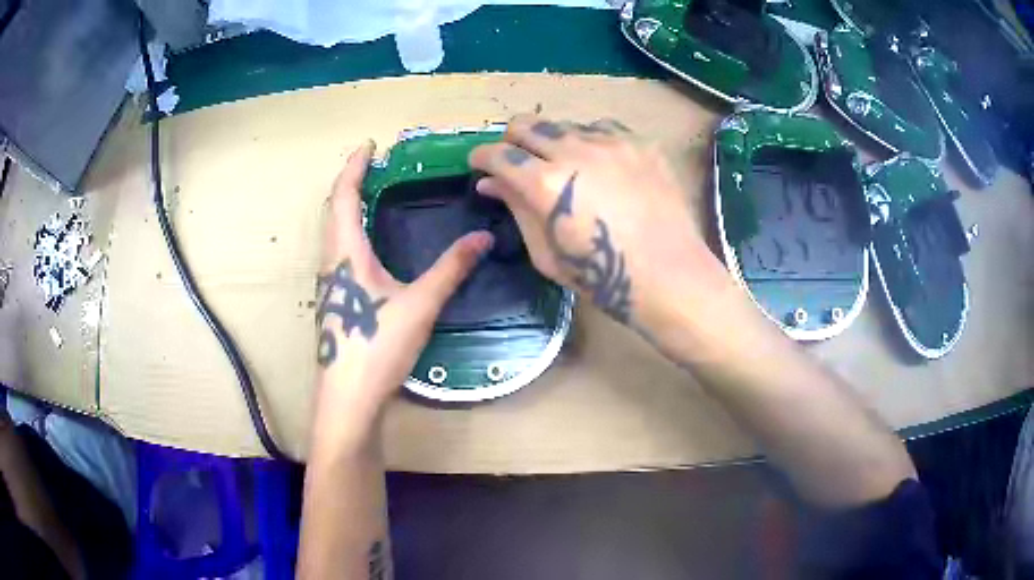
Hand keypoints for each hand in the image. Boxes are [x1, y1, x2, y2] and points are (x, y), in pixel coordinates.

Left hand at [313, 141, 493, 447]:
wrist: (348, 397)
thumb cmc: (378, 346)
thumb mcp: (420, 304)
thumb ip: (451, 269)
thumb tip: (484, 238)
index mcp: (346, 252)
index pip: (344, 195)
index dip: (354, 166)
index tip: (370, 145)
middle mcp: (332, 261)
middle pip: (334, 209)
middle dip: (350, 182)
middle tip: (374, 166)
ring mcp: (330, 282)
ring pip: (334, 231)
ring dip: (348, 206)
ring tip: (372, 195)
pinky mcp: (336, 300)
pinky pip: (339, 251)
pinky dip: (351, 230)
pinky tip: (370, 244)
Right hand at [469, 115, 727, 339]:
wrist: (668, 274)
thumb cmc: (601, 275)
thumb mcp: (546, 253)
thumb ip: (516, 209)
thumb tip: (490, 183)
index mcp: (545, 182)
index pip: (498, 153)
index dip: (482, 158)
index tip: (481, 165)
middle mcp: (574, 150)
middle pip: (525, 124)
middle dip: (512, 141)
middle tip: (518, 161)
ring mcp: (611, 142)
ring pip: (564, 124)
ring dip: (554, 141)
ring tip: (566, 166)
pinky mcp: (640, 142)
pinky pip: (603, 128)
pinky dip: (591, 141)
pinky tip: (600, 164)